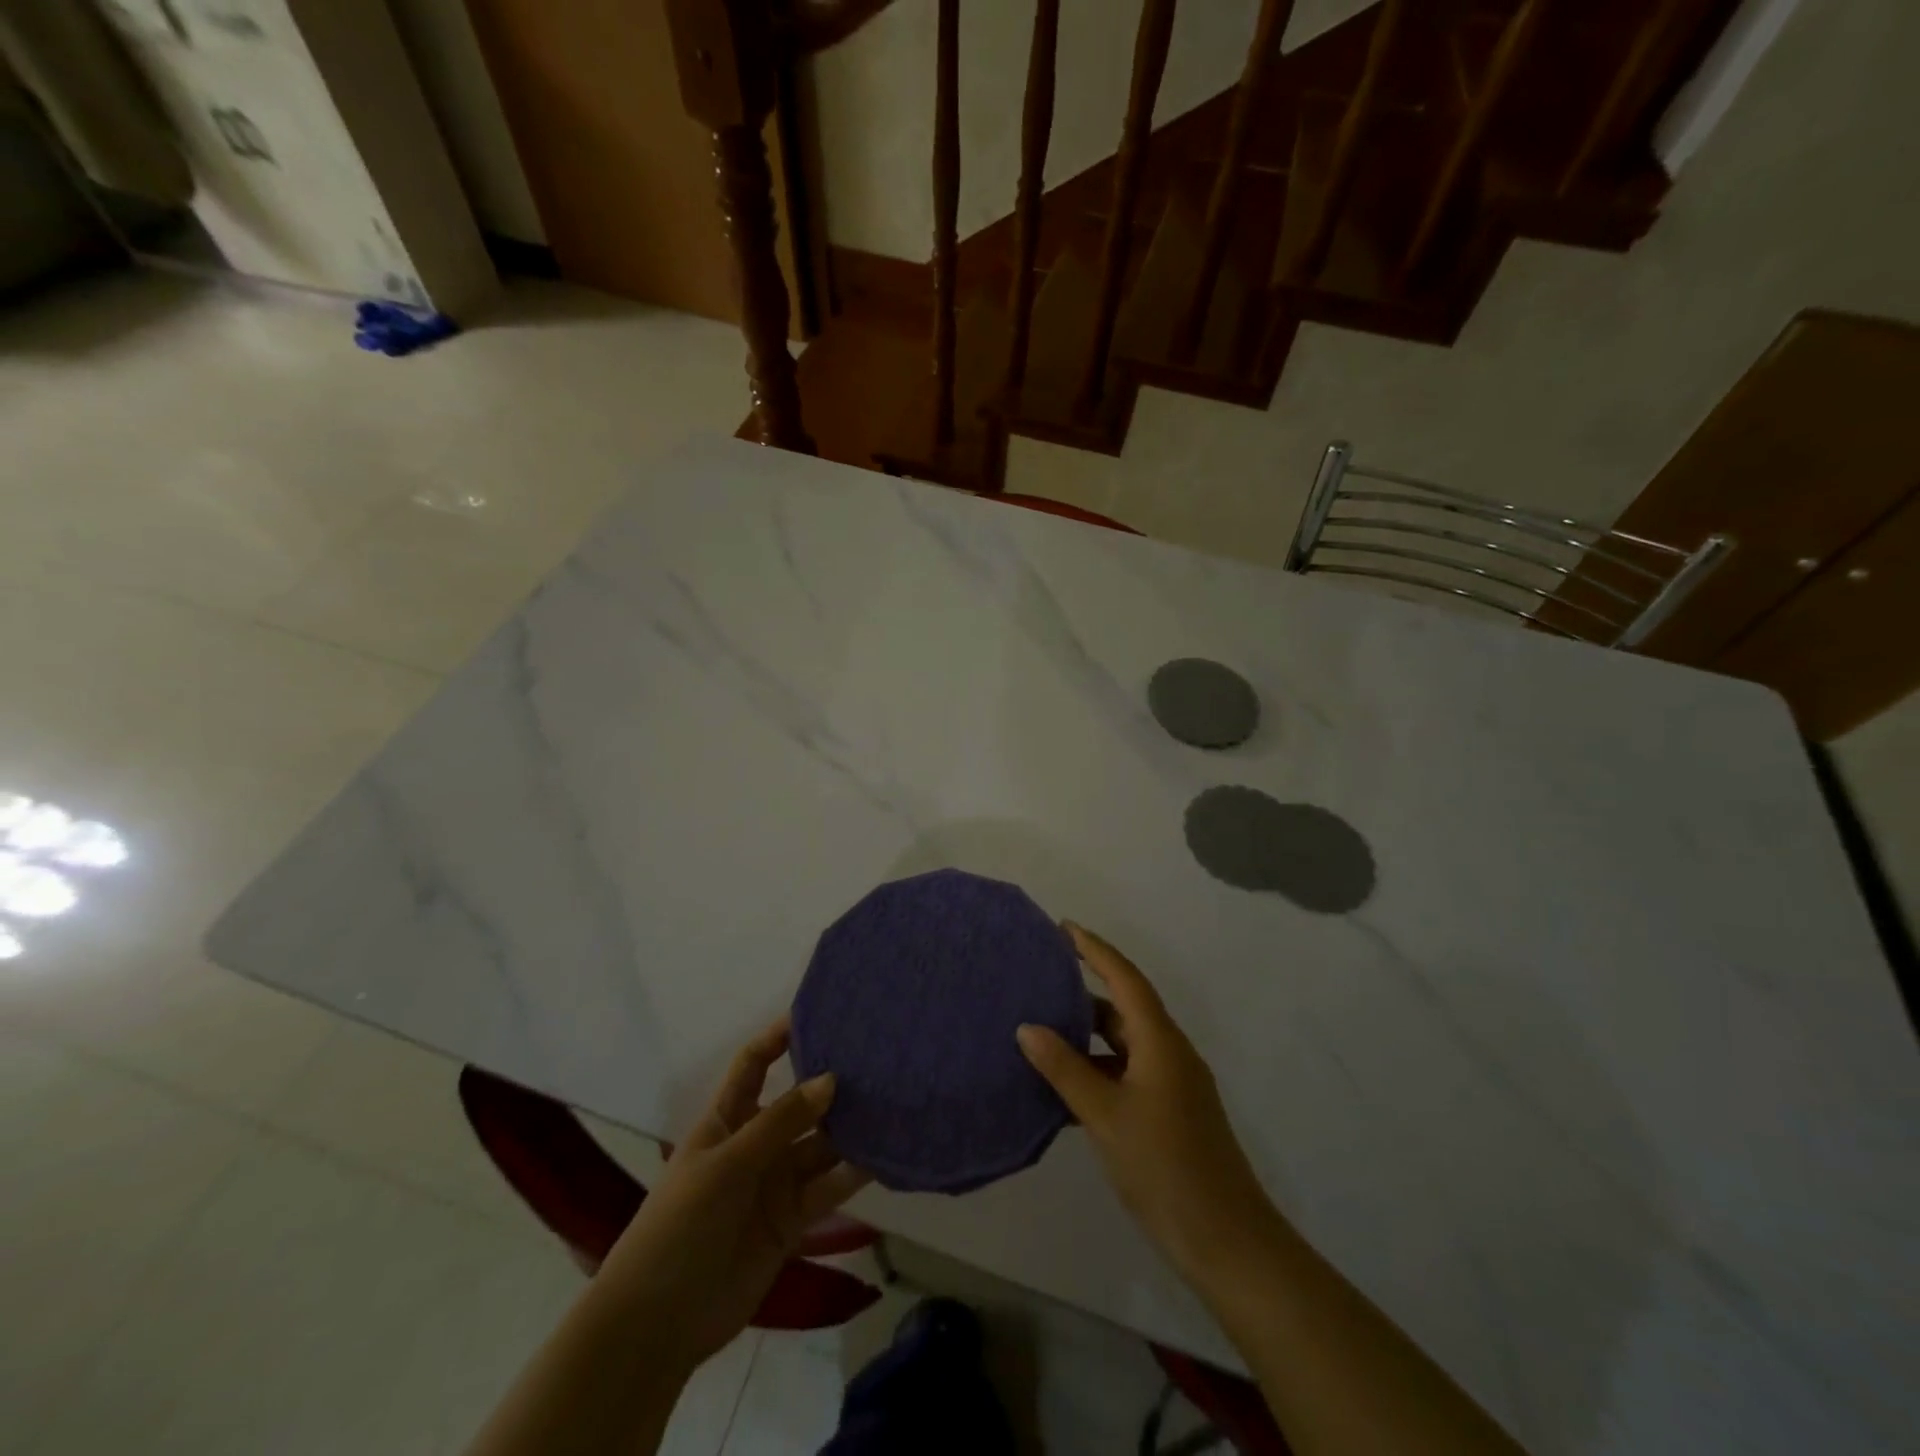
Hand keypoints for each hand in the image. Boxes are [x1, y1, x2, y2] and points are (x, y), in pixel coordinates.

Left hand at [596, 1016, 869, 1372]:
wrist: (659, 1323)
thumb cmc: (680, 1225)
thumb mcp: (727, 1163)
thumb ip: (781, 1123)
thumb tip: (831, 1080)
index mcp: (727, 1119)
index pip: (754, 1064)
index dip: (778, 1037)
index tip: (818, 1013)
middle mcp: (755, 1143)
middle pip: (798, 1103)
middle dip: (830, 1083)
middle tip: (877, 1058)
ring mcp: (775, 1182)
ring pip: (820, 1144)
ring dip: (850, 1128)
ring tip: (893, 1101)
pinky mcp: (793, 1220)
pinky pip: (829, 1187)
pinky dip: (855, 1172)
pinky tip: (886, 1153)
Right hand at [1017, 924, 1280, 1286]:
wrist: (1227, 1242)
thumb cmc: (1165, 1167)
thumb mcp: (1106, 1115)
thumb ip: (1065, 1069)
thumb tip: (1028, 1027)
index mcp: (1160, 1041)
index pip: (1125, 978)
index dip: (1095, 949)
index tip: (1063, 928)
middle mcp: (1170, 1052)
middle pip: (1125, 1007)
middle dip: (1085, 990)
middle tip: (1041, 979)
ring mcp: (1173, 1084)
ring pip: (1125, 1043)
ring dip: (1088, 1034)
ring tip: (1043, 1029)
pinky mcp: (1171, 1112)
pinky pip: (1128, 1072)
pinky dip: (1098, 1069)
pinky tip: (1065, 1086)